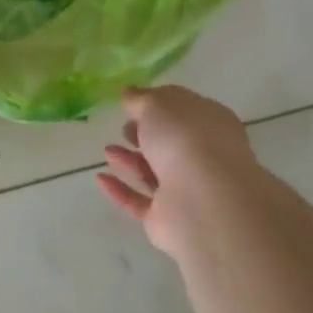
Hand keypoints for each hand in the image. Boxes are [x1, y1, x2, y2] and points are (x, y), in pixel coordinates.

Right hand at [98, 86, 259, 258]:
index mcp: (211, 124)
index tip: (134, 104)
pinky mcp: (167, 218)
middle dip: (146, 136)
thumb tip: (130, 93)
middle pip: (171, 145)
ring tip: (107, 150)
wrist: (201, 200)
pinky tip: (101, 178)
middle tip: (124, 128)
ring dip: (130, 161)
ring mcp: (187, 191)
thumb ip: (141, 99)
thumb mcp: (158, 104)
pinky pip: (139, 202)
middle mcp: (204, 157)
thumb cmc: (184, 138)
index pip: (185, 112)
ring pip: (155, 173)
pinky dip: (120, 190)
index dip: (160, 106)